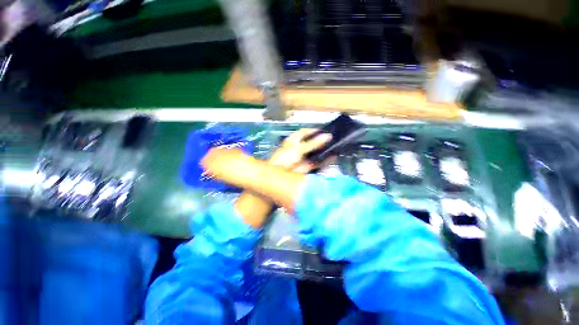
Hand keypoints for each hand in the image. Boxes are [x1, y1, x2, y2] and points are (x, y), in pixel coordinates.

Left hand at [269, 129, 332, 172]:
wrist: (280, 174)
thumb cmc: (286, 157)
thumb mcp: (298, 148)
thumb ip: (313, 143)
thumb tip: (327, 136)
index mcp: (294, 140)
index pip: (305, 132)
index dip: (314, 130)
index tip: (325, 129)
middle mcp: (299, 147)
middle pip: (312, 142)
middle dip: (322, 141)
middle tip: (334, 139)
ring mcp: (304, 157)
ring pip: (316, 152)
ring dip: (324, 151)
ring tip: (336, 147)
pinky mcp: (307, 166)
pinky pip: (317, 162)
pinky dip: (324, 160)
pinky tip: (333, 157)